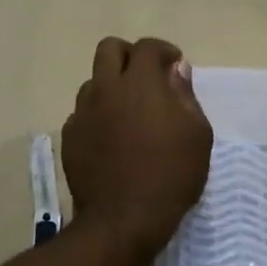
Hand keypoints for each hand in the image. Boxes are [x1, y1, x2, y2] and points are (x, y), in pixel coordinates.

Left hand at [63, 37, 212, 263]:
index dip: (163, 51)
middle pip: (109, 49)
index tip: (175, 66)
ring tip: (129, 112)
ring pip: (94, 82)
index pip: (147, 46)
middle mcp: (106, 89)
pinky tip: (112, 139)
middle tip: (147, 78)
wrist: (122, 219)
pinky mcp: (70, 137)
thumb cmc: (170, 176)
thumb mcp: (196, 135)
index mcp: (140, 83)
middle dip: (130, 56)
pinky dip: (99, 115)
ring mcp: (83, 112)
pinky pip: (83, 113)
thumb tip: (175, 70)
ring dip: (112, 86)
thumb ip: (185, 96)